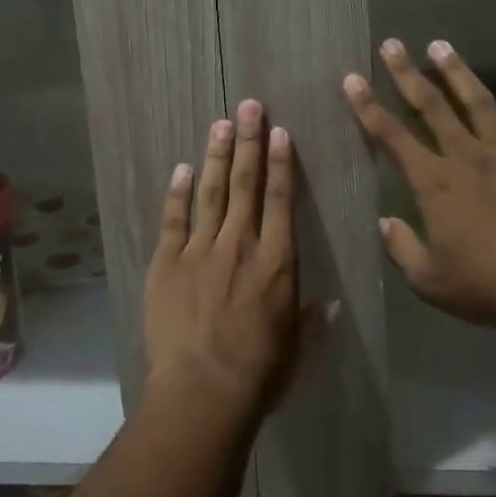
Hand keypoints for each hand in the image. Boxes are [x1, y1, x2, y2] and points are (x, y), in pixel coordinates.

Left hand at [144, 98, 325, 422]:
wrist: (202, 390)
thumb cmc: (259, 373)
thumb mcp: (297, 349)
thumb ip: (311, 321)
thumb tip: (328, 303)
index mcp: (277, 261)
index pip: (282, 200)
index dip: (281, 162)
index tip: (279, 131)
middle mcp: (240, 244)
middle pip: (245, 183)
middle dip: (248, 142)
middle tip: (249, 105)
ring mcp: (200, 250)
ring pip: (210, 192)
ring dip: (216, 155)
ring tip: (221, 123)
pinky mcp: (167, 263)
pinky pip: (174, 219)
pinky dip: (177, 192)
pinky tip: (181, 168)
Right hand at [343, 39, 495, 335]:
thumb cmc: (487, 286)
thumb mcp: (430, 280)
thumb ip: (402, 248)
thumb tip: (386, 223)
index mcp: (435, 182)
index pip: (391, 136)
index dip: (368, 106)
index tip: (352, 78)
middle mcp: (467, 157)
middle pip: (432, 106)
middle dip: (408, 74)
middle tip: (393, 44)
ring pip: (480, 104)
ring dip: (458, 74)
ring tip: (442, 46)